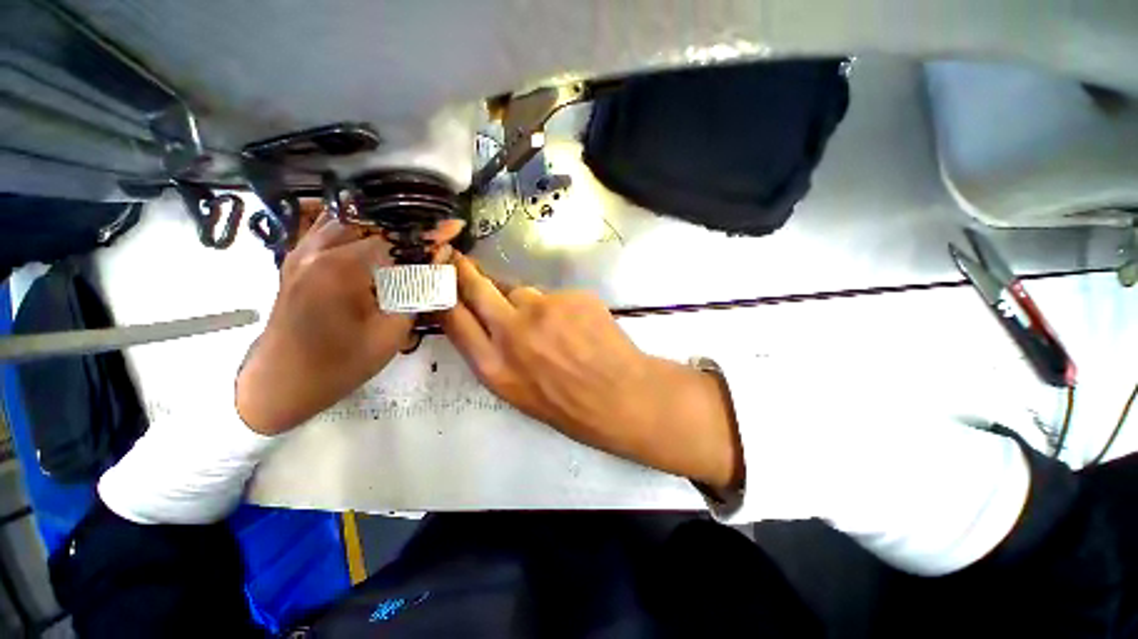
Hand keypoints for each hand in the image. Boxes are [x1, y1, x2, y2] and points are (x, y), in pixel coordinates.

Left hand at [236, 205, 462, 434]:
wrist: (281, 382)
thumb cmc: (340, 363)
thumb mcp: (391, 332)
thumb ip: (419, 291)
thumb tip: (440, 257)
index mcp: (340, 267)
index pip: (393, 236)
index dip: (426, 233)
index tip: (452, 228)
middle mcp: (316, 249)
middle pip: (370, 219)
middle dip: (405, 224)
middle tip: (433, 235)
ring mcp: (301, 251)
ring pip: (348, 219)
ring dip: (381, 225)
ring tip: (408, 238)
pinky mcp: (296, 259)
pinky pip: (329, 229)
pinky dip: (358, 231)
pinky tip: (376, 244)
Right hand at [440, 254, 743, 489]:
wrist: (621, 396)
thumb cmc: (570, 406)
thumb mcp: (519, 393)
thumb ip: (497, 355)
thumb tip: (490, 322)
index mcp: (494, 366)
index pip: (454, 319)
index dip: (445, 296)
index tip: (441, 279)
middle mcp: (512, 331)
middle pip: (478, 289)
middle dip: (466, 272)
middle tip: (461, 259)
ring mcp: (543, 309)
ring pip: (522, 292)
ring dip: (528, 303)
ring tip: (552, 327)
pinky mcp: (571, 296)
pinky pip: (556, 296)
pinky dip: (560, 307)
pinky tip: (578, 327)